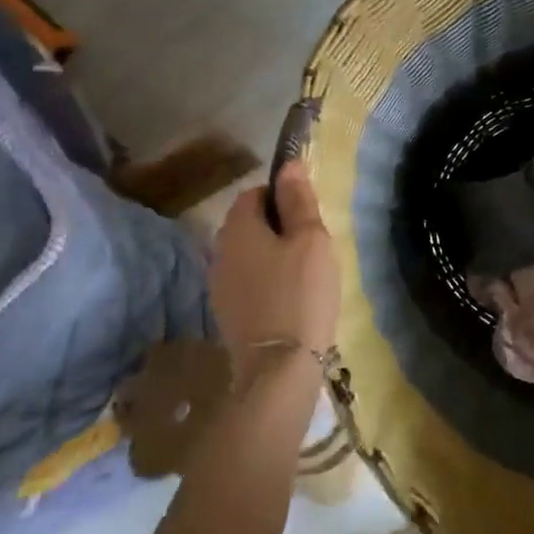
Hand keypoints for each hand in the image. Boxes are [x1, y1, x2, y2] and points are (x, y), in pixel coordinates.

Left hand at [209, 161, 339, 382]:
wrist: (278, 368)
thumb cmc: (300, 293)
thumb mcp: (310, 239)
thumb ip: (299, 200)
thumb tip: (289, 164)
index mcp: (237, 228)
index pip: (255, 193)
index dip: (283, 197)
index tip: (309, 216)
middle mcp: (219, 252)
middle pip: (250, 224)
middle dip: (279, 227)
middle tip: (313, 245)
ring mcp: (219, 285)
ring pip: (250, 254)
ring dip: (275, 255)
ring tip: (307, 273)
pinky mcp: (228, 313)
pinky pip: (249, 281)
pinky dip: (269, 281)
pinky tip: (292, 298)